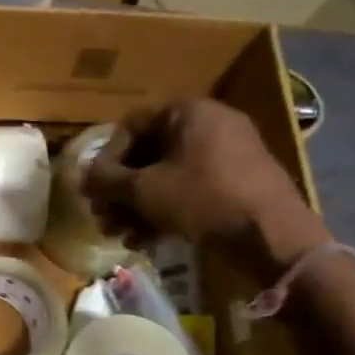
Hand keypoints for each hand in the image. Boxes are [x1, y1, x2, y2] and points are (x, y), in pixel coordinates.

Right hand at [84, 99, 330, 280]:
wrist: (272, 235)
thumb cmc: (203, 199)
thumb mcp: (146, 190)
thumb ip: (107, 181)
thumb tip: (82, 178)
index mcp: (188, 112)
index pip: (131, 125)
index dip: (106, 158)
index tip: (93, 188)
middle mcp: (208, 126)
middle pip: (148, 154)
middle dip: (120, 190)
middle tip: (102, 217)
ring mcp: (225, 156)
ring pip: (166, 177)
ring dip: (137, 207)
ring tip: (119, 236)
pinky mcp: (235, 186)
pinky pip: (189, 191)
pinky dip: (164, 212)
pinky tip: (144, 242)